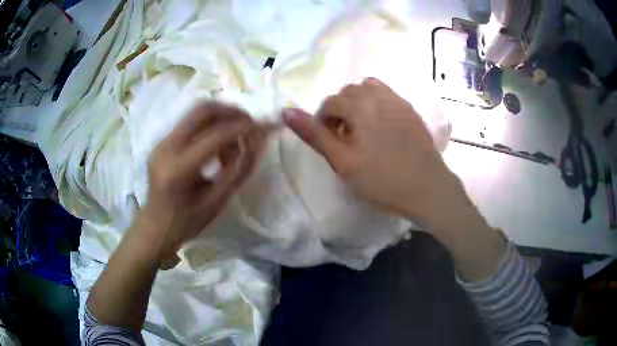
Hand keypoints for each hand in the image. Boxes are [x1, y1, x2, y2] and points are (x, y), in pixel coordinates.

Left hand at [139, 102, 268, 261]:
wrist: (155, 228)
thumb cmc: (187, 223)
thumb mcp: (217, 202)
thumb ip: (239, 169)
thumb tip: (257, 141)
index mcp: (178, 168)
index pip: (216, 135)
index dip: (244, 127)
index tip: (265, 126)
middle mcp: (166, 147)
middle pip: (203, 110)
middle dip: (232, 111)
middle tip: (250, 124)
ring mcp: (162, 142)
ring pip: (196, 113)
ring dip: (221, 119)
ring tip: (233, 142)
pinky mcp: (163, 142)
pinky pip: (190, 123)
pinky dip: (209, 127)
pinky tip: (216, 147)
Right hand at [282, 78, 487, 239]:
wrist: (426, 188)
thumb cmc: (382, 180)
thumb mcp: (342, 161)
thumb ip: (314, 134)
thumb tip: (286, 111)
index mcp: (359, 106)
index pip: (330, 103)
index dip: (324, 122)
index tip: (332, 143)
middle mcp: (378, 95)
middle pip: (348, 92)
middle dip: (341, 111)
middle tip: (347, 139)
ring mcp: (397, 100)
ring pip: (367, 89)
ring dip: (358, 103)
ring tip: (363, 128)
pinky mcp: (410, 108)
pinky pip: (386, 94)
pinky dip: (376, 102)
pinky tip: (381, 124)